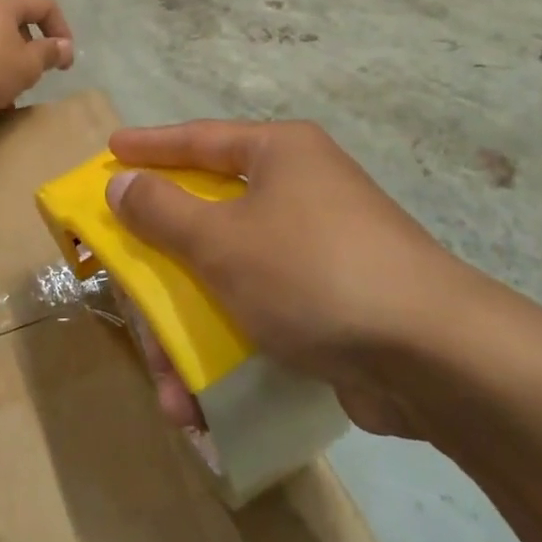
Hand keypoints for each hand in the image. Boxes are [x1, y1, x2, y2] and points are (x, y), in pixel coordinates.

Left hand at [0, 0, 73, 117]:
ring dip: (12, 65)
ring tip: (16, 91)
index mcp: (5, 4)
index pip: (45, 5)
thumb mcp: (28, 65)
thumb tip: (64, 46)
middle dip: (34, 49)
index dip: (62, 29)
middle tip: (39, 73)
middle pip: (19, 24)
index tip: (64, 59)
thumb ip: (50, 53)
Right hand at [105, 120, 464, 437]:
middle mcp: (300, 190)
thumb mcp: (223, 241)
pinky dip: (230, 348)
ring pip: (230, 276)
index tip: (111, 151)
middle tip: (123, 287)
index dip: (151, 147)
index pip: (200, 139)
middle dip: (163, 270)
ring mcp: (318, 247)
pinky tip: (204, 402)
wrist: (431, 354)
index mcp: (280, 154)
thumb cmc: (312, 271)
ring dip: (192, 331)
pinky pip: (260, 311)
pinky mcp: (330, 301)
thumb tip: (123, 182)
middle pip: (210, 218)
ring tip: (169, 388)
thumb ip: (163, 211)